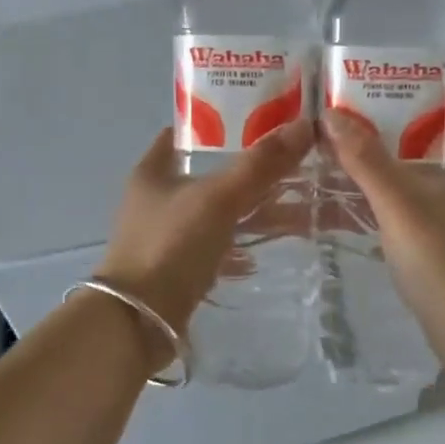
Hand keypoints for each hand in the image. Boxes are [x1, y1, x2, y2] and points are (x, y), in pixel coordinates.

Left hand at [97, 121, 315, 345]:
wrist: (139, 321)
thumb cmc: (171, 246)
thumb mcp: (219, 199)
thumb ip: (261, 165)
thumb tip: (305, 125)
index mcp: (154, 171)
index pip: (187, 134)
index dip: (222, 123)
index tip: (263, 122)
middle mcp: (157, 199)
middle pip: (210, 175)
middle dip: (250, 172)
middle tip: (293, 166)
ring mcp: (166, 236)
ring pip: (217, 214)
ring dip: (251, 212)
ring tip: (295, 208)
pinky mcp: (178, 269)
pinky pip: (216, 248)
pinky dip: (240, 247)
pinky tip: (265, 252)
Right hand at [320, 111, 444, 337]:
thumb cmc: (440, 256)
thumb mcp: (397, 202)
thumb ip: (365, 158)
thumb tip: (332, 115)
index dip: (413, 114)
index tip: (374, 116)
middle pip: (438, 158)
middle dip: (397, 152)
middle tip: (355, 148)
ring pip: (435, 193)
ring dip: (400, 187)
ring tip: (357, 182)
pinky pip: (437, 223)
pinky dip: (409, 218)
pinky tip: (379, 226)